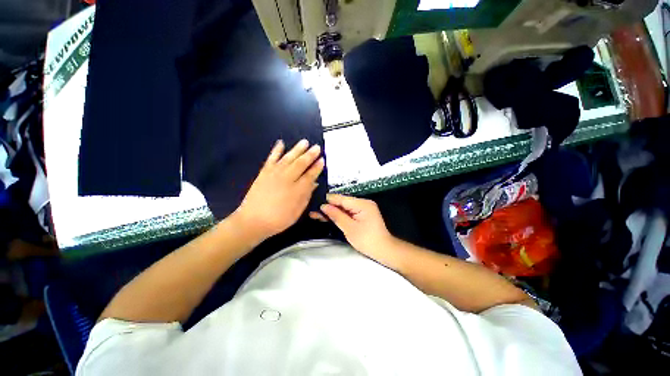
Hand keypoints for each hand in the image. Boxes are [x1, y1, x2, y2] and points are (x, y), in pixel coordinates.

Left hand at [233, 139, 323, 242]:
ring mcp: (275, 174)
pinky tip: (281, 143)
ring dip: (297, 149)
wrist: (253, 220)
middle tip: (317, 147)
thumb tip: (314, 183)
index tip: (322, 160)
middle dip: (310, 155)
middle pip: (301, 164)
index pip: (310, 175)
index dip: (317, 167)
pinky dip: (276, 150)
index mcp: (297, 190)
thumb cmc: (279, 219)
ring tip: (304, 142)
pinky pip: (271, 158)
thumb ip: (306, 196)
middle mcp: (287, 178)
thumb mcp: (297, 211)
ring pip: (288, 158)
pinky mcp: (264, 172)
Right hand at [311, 194, 397, 264]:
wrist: (384, 251)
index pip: (341, 199)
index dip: (327, 200)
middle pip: (342, 202)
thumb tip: (324, 206)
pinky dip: (339, 215)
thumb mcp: (350, 228)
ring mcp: (363, 209)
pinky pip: (348, 212)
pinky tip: (328, 217)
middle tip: (313, 211)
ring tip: (316, 214)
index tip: (314, 202)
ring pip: (343, 208)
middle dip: (328, 207)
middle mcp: (363, 203)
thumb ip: (336, 215)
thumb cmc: (367, 240)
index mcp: (362, 204)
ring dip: (332, 212)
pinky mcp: (362, 215)